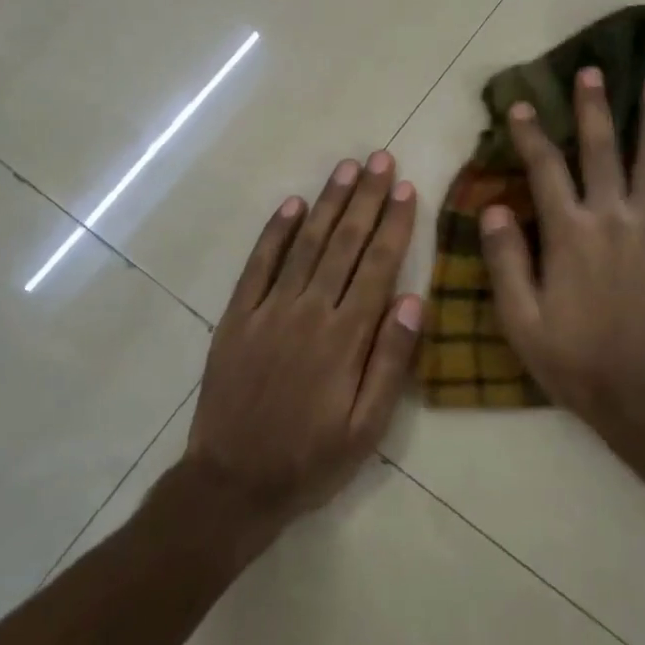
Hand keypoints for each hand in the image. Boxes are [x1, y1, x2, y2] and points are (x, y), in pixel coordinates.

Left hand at [181, 151, 420, 548]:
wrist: (232, 484)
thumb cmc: (311, 459)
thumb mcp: (367, 427)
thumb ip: (390, 361)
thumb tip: (411, 300)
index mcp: (345, 338)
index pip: (376, 266)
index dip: (394, 225)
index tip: (407, 189)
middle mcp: (308, 312)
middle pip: (343, 244)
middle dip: (366, 199)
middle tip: (381, 160)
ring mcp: (268, 311)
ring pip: (304, 245)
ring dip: (328, 203)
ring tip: (347, 169)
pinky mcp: (236, 317)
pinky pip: (258, 265)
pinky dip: (275, 232)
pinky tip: (292, 205)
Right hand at [480, 68, 644, 443]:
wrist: (638, 394)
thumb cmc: (572, 359)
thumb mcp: (519, 317)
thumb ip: (505, 260)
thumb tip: (494, 207)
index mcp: (569, 233)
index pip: (545, 170)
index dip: (532, 135)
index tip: (523, 105)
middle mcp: (612, 219)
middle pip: (602, 152)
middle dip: (595, 109)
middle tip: (594, 71)